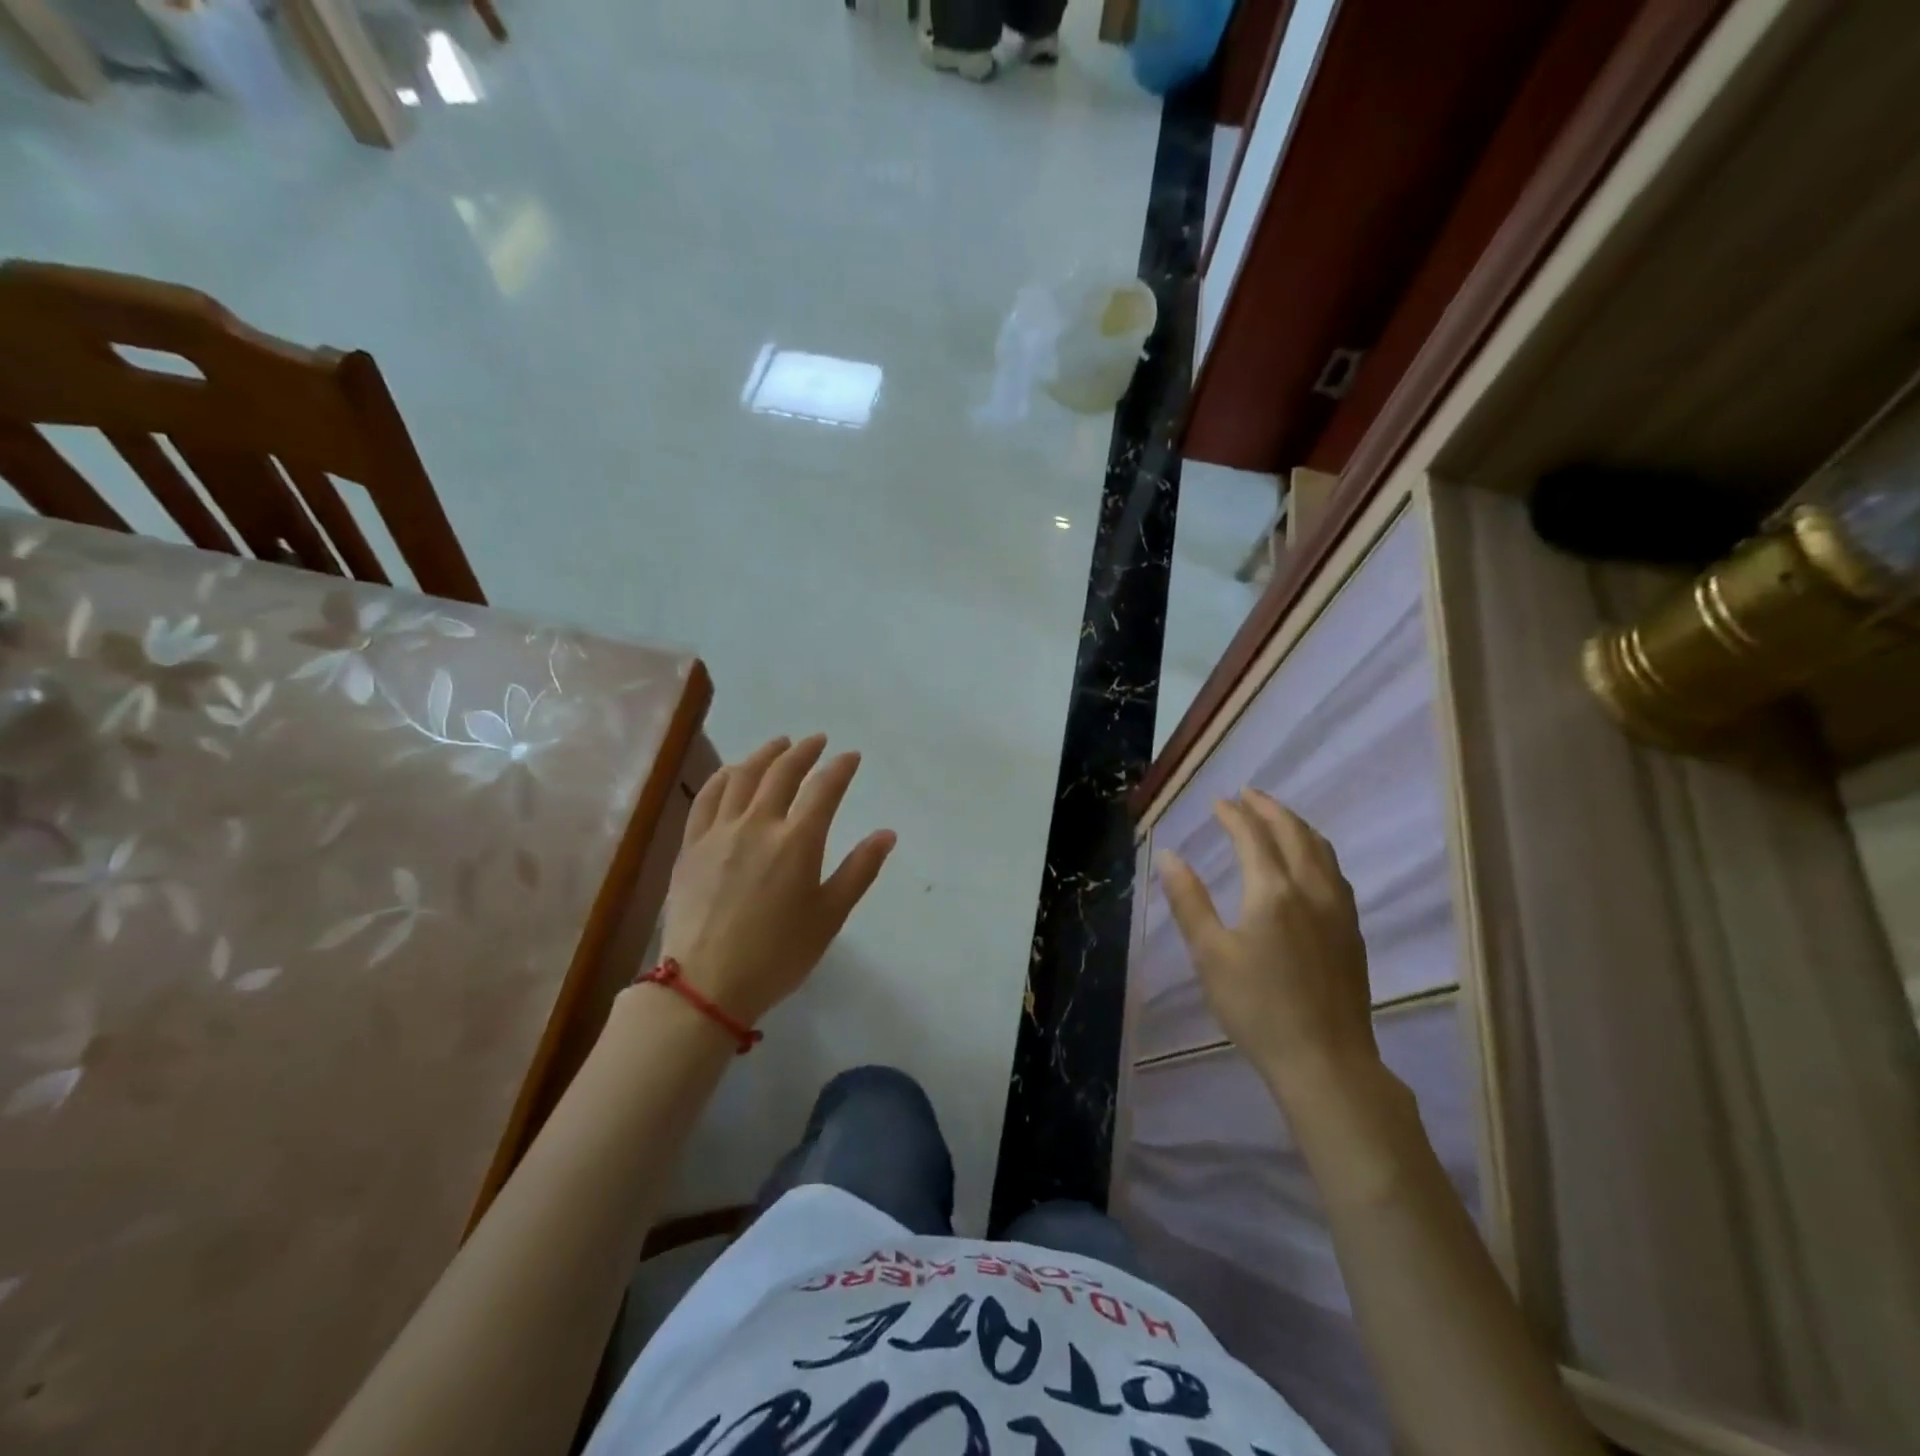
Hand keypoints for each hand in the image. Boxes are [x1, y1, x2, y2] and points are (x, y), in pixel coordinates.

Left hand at [658, 735, 896, 1025]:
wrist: (705, 984)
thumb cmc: (777, 955)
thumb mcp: (829, 917)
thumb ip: (859, 870)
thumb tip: (886, 834)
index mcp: (797, 841)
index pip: (824, 789)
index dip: (841, 768)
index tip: (851, 756)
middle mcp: (758, 824)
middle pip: (782, 773)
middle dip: (804, 751)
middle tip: (817, 741)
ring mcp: (719, 831)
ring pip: (742, 777)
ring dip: (764, 755)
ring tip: (778, 744)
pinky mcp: (692, 845)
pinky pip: (707, 797)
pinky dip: (723, 776)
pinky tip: (731, 772)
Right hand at [1156, 790, 1376, 1091]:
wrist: (1325, 1060)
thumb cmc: (1257, 1008)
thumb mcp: (1210, 955)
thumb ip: (1189, 900)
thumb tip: (1169, 855)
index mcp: (1272, 891)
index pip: (1252, 835)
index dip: (1233, 814)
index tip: (1217, 802)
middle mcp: (1311, 889)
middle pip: (1293, 832)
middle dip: (1269, 808)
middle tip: (1247, 794)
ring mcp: (1338, 909)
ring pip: (1321, 849)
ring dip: (1296, 825)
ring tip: (1277, 817)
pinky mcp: (1351, 930)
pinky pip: (1335, 871)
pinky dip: (1316, 850)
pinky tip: (1310, 861)